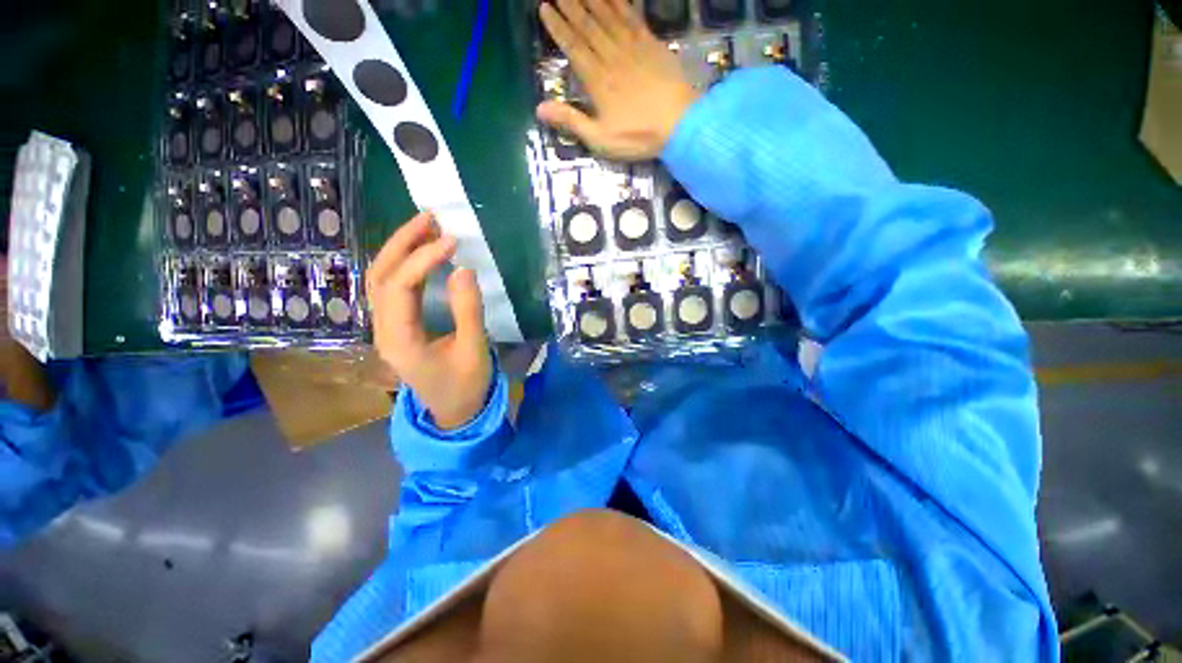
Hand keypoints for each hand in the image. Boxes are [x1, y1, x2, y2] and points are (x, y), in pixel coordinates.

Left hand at [367, 212, 492, 429]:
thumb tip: (463, 270)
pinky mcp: (397, 327)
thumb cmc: (466, 386)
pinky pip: (392, 289)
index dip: (424, 259)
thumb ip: (468, 311)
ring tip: (425, 228)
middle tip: (429, 218)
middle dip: (402, 243)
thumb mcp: (473, 350)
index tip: (452, 241)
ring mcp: (387, 328)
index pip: (400, 287)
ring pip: (381, 280)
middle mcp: (384, 330)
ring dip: (400, 250)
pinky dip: (404, 266)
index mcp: (400, 340)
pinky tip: (422, 254)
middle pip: (380, 276)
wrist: (454, 412)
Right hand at [538, 0, 699, 160]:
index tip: (545, 8)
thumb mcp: (600, 138)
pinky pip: (633, 16)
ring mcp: (634, 47)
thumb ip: (571, 121)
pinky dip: (622, 2)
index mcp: (597, 80)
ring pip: (608, 15)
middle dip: (570, 5)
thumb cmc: (637, 136)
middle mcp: (612, 56)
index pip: (573, 47)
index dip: (558, 27)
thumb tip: (539, 109)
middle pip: (588, 25)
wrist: (680, 125)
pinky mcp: (652, 44)